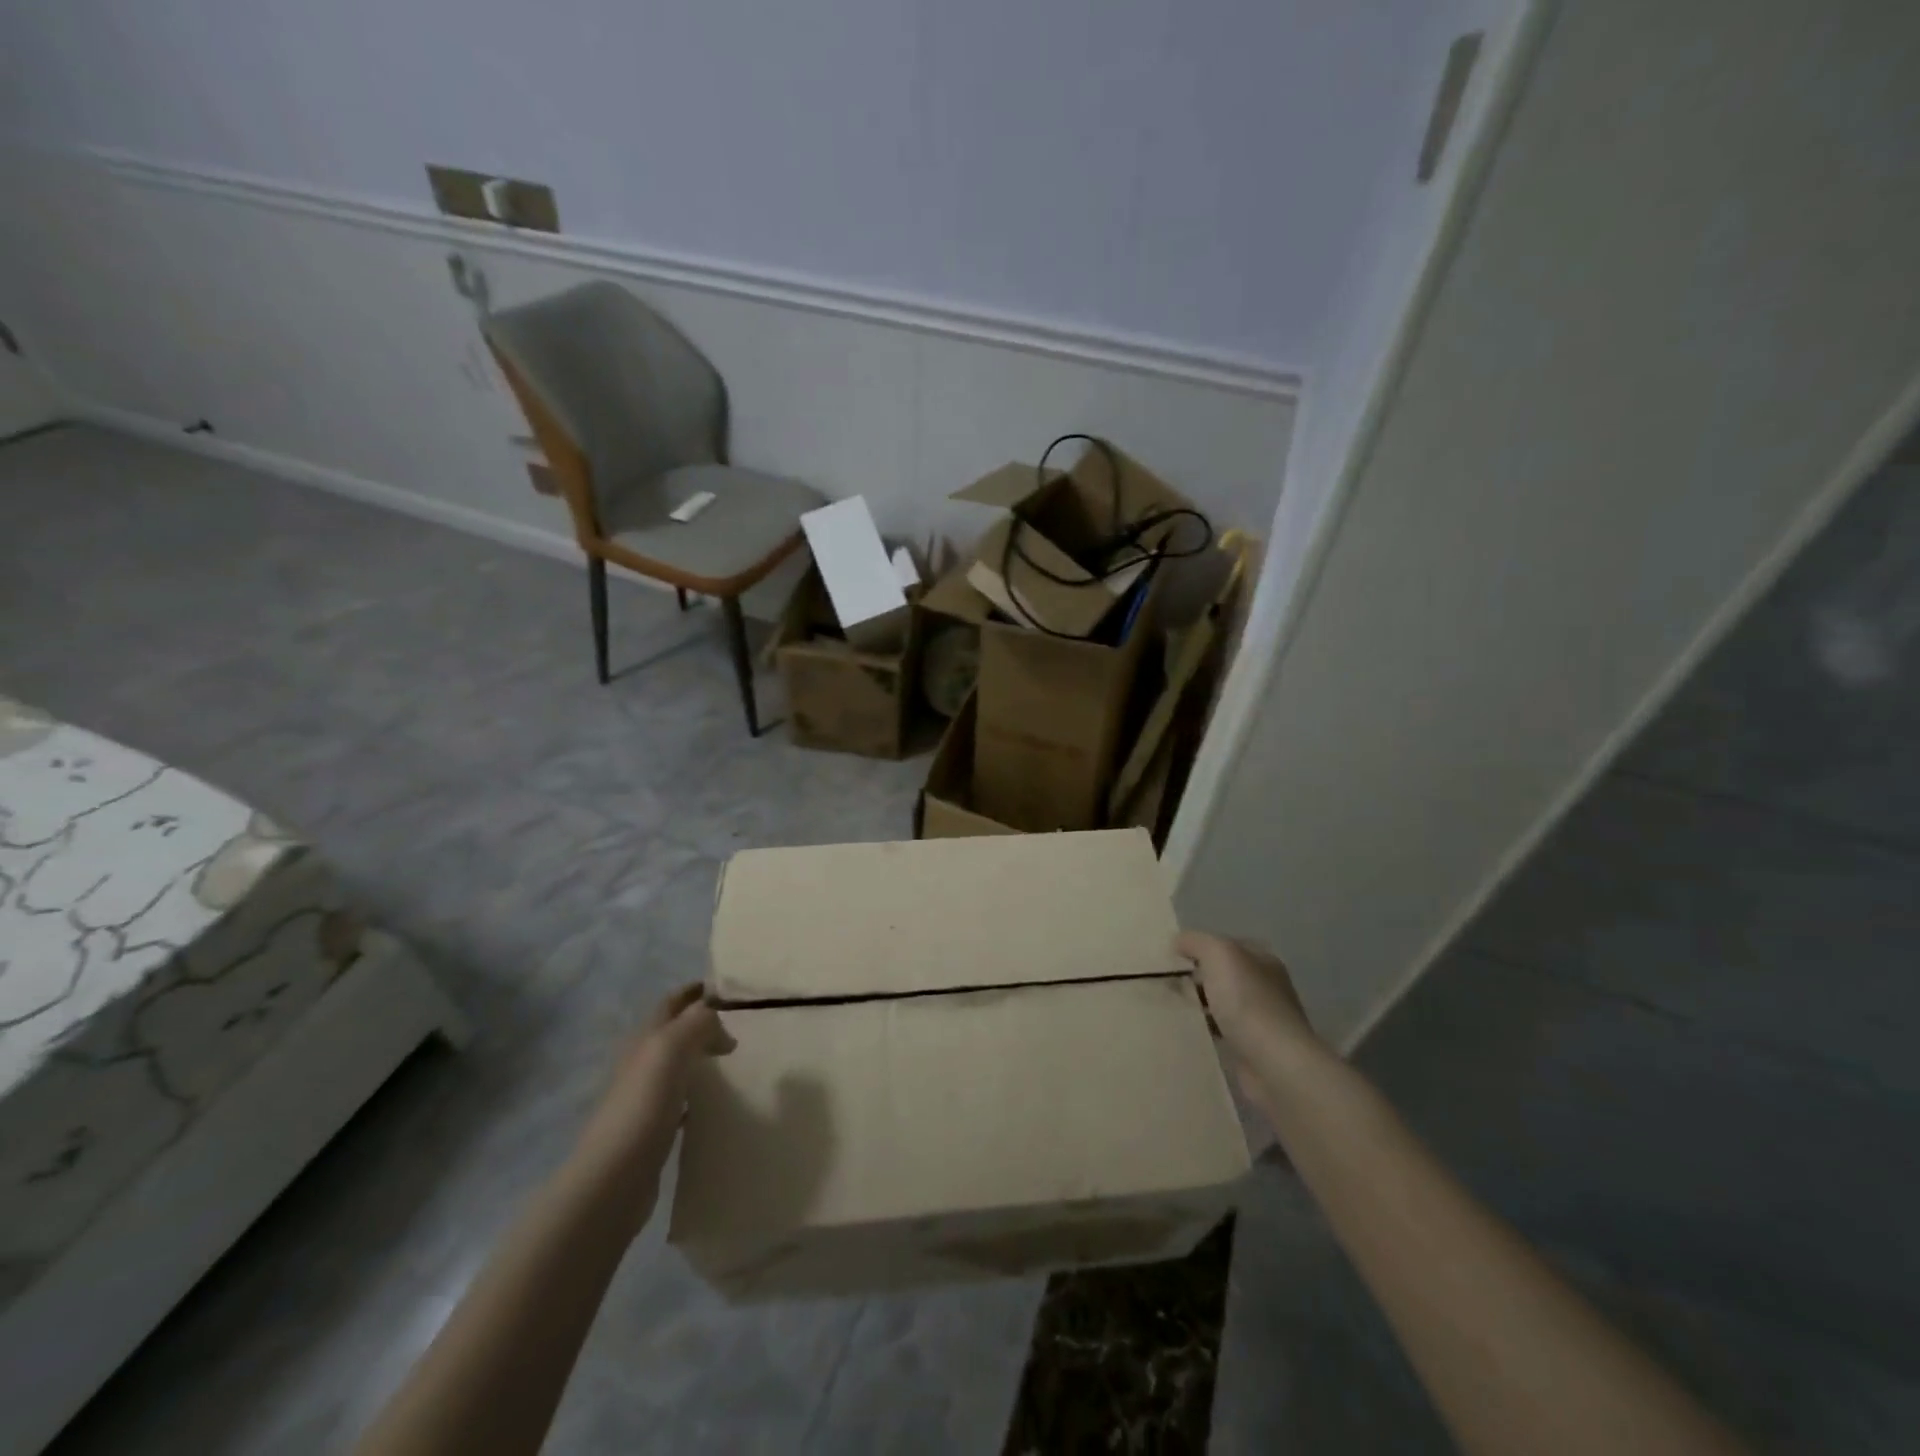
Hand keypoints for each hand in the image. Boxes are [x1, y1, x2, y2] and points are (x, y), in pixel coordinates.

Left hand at [571, 983, 733, 1221]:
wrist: (614, 1178)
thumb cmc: (643, 1104)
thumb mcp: (671, 1048)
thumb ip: (698, 1023)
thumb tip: (720, 1022)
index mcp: (645, 1038)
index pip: (671, 1002)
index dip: (694, 991)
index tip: (726, 988)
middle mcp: (643, 1062)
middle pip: (673, 1031)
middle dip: (701, 1021)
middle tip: (738, 1021)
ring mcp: (646, 1096)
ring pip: (678, 1063)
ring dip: (701, 1054)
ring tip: (732, 1056)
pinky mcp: (654, 1128)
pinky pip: (681, 1098)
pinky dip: (699, 1090)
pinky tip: (715, 1099)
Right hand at [1176, 931, 1322, 1101]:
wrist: (1275, 1065)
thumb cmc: (1247, 1002)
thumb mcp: (1219, 954)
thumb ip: (1197, 942)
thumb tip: (1178, 942)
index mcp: (1262, 960)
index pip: (1226, 945)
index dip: (1198, 947)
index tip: (1169, 957)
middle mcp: (1265, 986)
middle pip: (1222, 974)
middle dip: (1195, 977)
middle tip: (1165, 983)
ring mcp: (1261, 1019)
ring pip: (1220, 1003)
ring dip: (1198, 1004)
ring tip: (1169, 1007)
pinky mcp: (1252, 1048)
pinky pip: (1221, 1030)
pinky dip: (1205, 1029)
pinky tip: (1187, 1031)